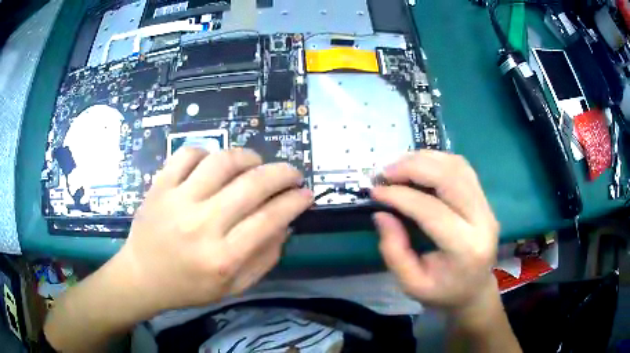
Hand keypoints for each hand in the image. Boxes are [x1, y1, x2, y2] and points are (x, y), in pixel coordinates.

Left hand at [115, 147, 311, 313]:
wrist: (142, 276)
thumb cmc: (189, 287)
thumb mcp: (233, 287)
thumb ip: (264, 258)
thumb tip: (285, 223)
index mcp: (222, 258)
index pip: (270, 219)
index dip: (295, 202)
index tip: (307, 194)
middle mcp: (201, 225)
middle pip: (252, 185)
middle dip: (283, 173)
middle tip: (292, 174)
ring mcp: (177, 201)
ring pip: (222, 161)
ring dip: (248, 157)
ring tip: (256, 164)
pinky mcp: (160, 186)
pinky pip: (188, 154)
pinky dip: (208, 152)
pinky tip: (214, 165)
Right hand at [371, 151, 499, 313]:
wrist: (475, 290)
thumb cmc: (443, 292)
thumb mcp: (411, 284)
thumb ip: (394, 251)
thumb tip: (382, 213)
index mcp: (466, 248)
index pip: (432, 210)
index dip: (401, 196)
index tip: (376, 192)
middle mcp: (483, 220)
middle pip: (450, 178)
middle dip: (413, 167)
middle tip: (385, 172)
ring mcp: (487, 206)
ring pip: (458, 166)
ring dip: (425, 159)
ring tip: (398, 167)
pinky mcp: (485, 199)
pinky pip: (462, 168)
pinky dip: (438, 161)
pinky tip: (419, 167)